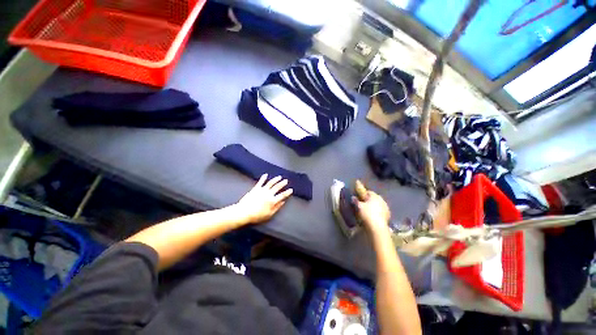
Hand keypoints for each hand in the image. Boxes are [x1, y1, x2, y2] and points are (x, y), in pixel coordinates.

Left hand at [236, 174, 292, 222]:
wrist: (244, 212)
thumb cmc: (257, 215)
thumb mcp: (269, 214)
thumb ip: (277, 207)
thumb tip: (283, 202)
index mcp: (272, 201)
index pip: (282, 195)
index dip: (287, 192)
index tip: (291, 190)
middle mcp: (268, 194)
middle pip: (277, 187)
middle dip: (282, 183)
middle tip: (286, 180)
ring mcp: (262, 190)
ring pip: (270, 183)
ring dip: (275, 179)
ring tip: (279, 177)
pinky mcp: (256, 189)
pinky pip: (260, 182)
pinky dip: (263, 178)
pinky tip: (266, 175)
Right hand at [353, 190, 390, 234]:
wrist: (378, 227)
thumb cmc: (367, 214)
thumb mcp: (359, 206)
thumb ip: (356, 201)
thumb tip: (353, 197)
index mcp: (375, 196)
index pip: (368, 192)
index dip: (363, 194)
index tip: (359, 197)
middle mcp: (382, 200)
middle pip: (374, 198)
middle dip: (369, 200)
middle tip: (362, 204)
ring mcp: (386, 207)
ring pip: (378, 205)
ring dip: (373, 206)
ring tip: (367, 211)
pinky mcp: (388, 215)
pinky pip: (381, 211)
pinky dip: (377, 212)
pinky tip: (373, 216)